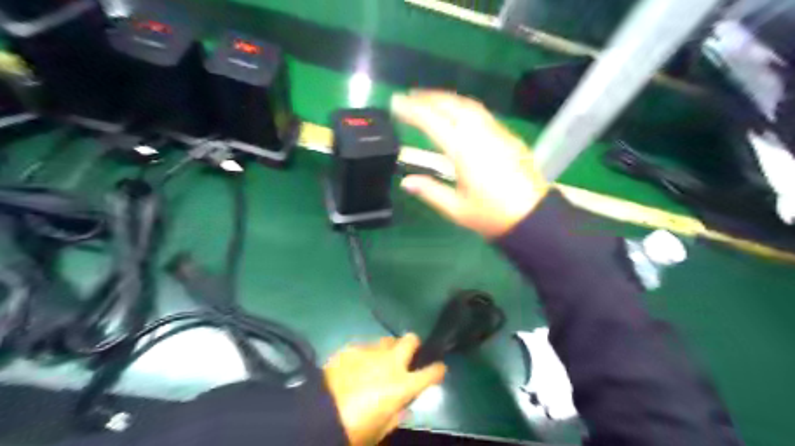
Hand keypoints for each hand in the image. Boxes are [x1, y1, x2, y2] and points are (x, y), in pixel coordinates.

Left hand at [324, 334, 445, 444]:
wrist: (319, 414)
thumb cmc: (355, 429)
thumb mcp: (381, 429)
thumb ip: (396, 414)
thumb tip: (403, 405)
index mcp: (402, 385)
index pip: (431, 372)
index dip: (438, 370)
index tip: (438, 369)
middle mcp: (391, 362)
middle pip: (410, 340)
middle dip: (412, 344)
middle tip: (406, 355)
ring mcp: (371, 351)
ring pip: (386, 340)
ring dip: (387, 350)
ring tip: (376, 362)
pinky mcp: (352, 348)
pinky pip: (365, 346)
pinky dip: (365, 355)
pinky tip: (355, 366)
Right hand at [391, 91, 550, 240]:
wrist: (531, 215)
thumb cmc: (492, 215)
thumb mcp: (456, 209)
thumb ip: (429, 191)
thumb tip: (406, 182)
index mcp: (464, 152)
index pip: (432, 122)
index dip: (412, 110)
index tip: (397, 103)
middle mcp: (480, 135)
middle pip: (451, 105)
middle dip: (428, 97)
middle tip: (410, 96)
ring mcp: (496, 133)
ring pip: (469, 105)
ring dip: (447, 98)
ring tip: (431, 99)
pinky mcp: (507, 136)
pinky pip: (482, 113)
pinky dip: (464, 106)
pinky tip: (459, 113)